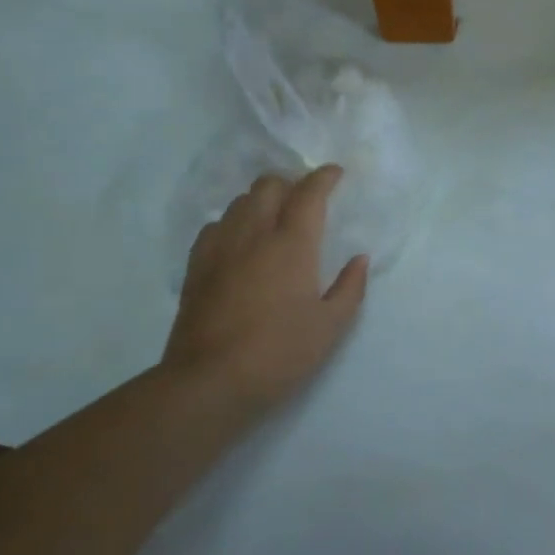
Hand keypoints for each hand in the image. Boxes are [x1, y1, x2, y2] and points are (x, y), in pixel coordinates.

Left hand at [161, 165, 368, 418]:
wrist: (209, 382)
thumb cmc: (279, 353)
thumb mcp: (330, 326)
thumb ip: (350, 288)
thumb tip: (359, 259)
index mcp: (292, 244)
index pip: (309, 193)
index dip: (324, 177)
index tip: (335, 173)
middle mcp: (254, 234)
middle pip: (269, 186)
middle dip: (290, 183)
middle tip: (306, 200)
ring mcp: (220, 248)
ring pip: (239, 202)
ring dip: (261, 200)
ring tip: (274, 218)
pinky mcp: (196, 266)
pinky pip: (215, 226)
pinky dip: (233, 222)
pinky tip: (240, 242)